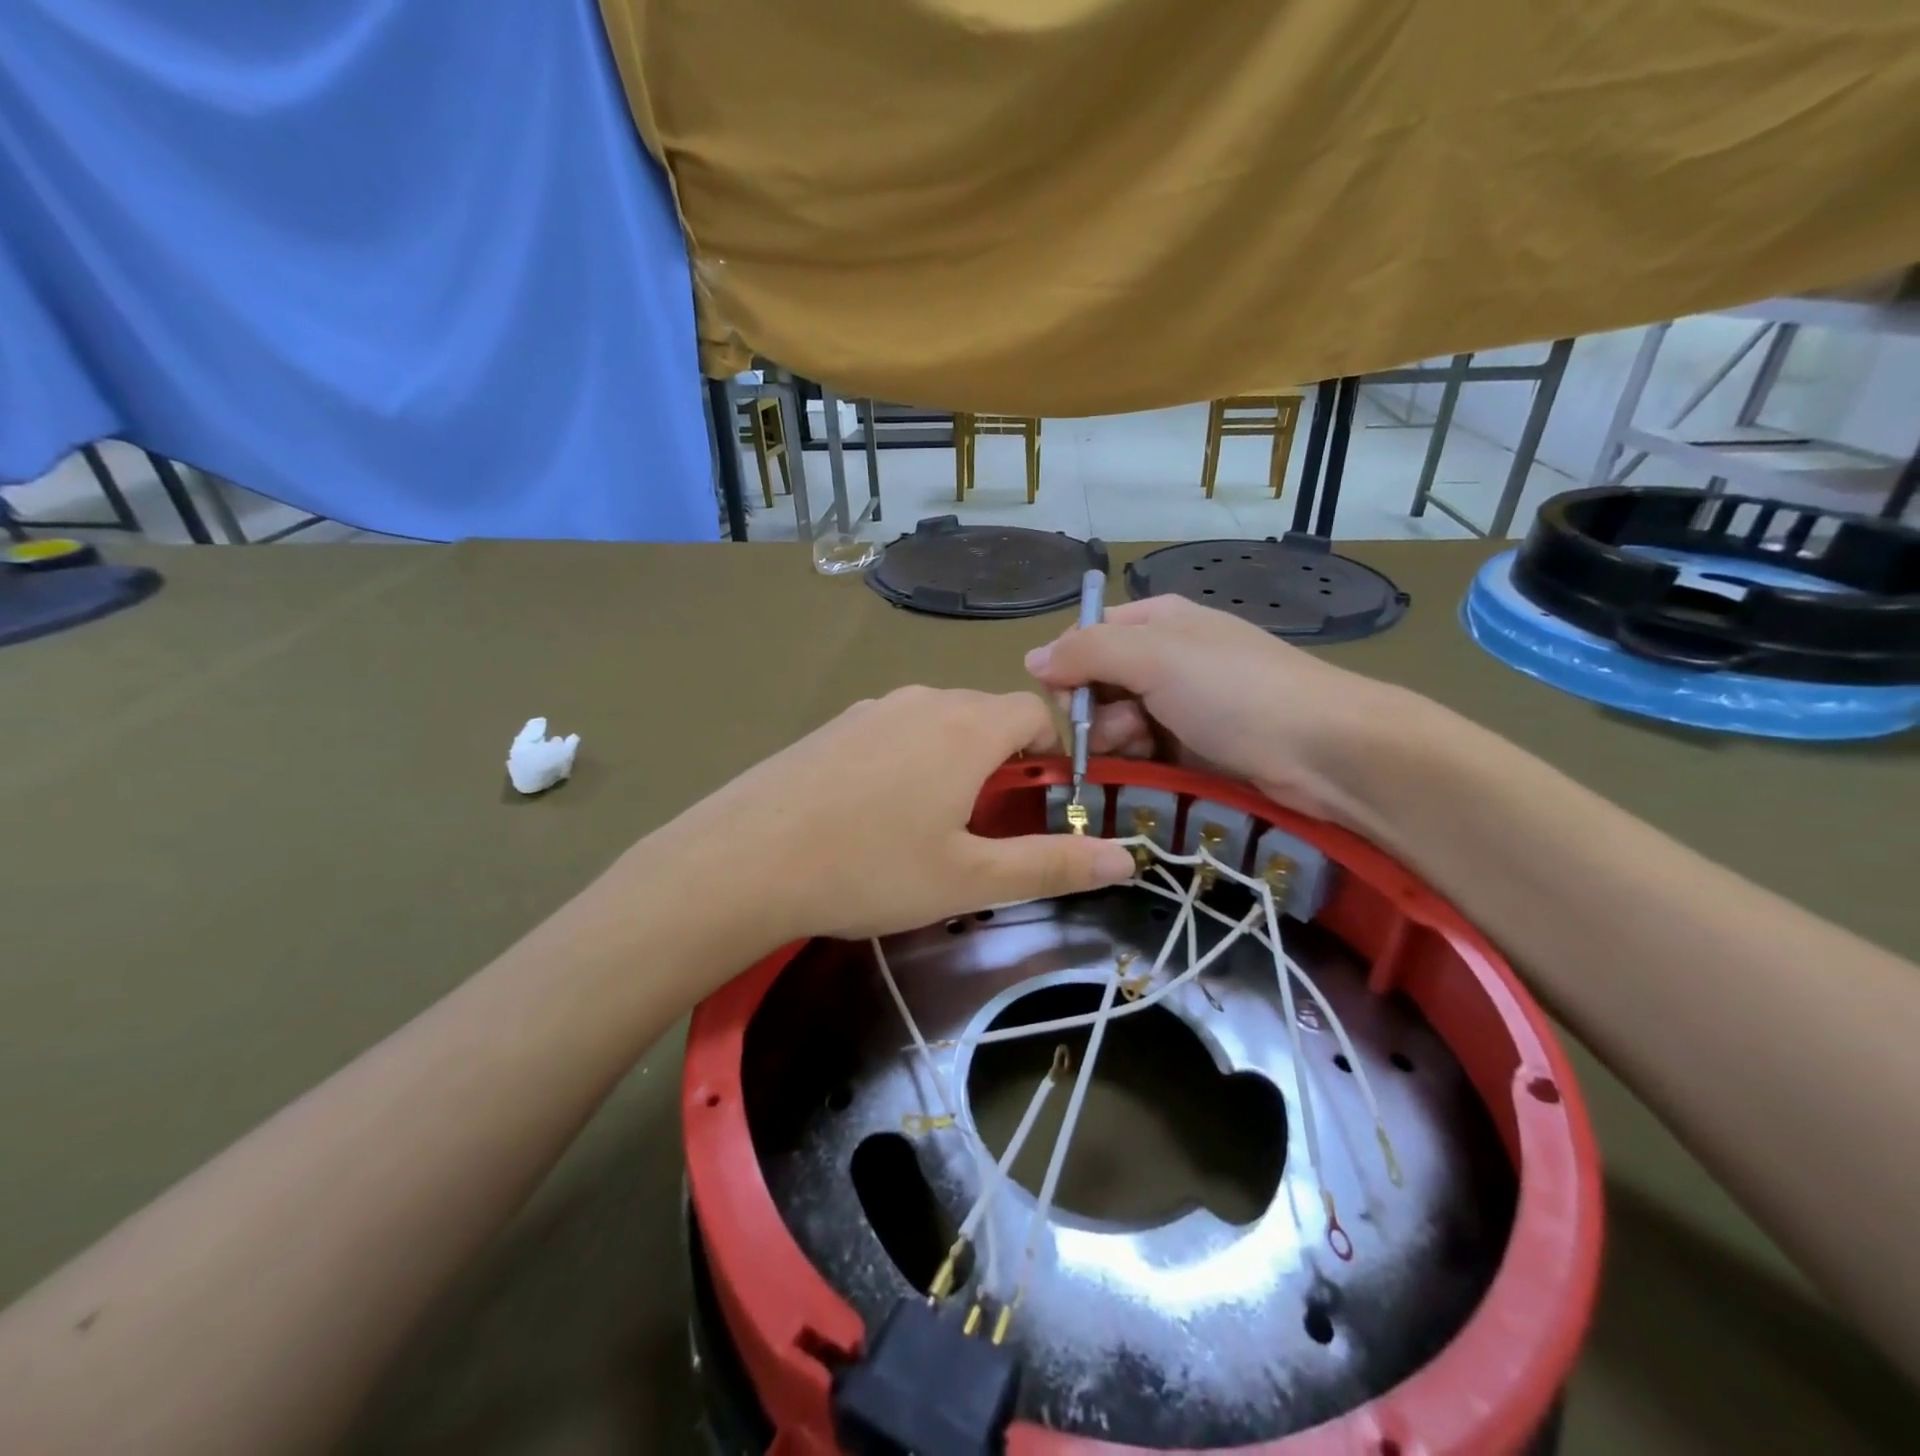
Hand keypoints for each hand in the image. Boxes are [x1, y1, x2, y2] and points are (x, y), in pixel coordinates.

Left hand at [661, 687, 1136, 947]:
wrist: (742, 860)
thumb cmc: (869, 869)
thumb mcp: (970, 880)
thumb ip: (1053, 864)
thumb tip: (1128, 858)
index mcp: (966, 726)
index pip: (1037, 712)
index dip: (1053, 754)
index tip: (1041, 805)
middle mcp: (922, 700)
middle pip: (987, 716)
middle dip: (1004, 763)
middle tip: (987, 828)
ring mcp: (871, 709)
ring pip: (938, 723)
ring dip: (954, 763)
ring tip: (930, 828)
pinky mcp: (833, 726)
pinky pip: (893, 732)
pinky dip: (908, 762)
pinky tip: (874, 815)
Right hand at [1023, 595, 1412, 826]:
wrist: (1324, 751)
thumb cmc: (1235, 690)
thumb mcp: (1154, 656)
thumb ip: (1086, 652)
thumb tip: (1031, 659)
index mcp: (1156, 622)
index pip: (1086, 638)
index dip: (1068, 670)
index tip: (1071, 703)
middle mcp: (1166, 658)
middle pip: (1098, 685)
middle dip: (1095, 712)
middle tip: (1119, 731)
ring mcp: (1182, 706)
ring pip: (1117, 724)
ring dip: (1117, 741)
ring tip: (1143, 751)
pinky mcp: (1194, 749)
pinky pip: (1145, 752)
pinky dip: (1140, 762)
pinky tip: (1154, 769)